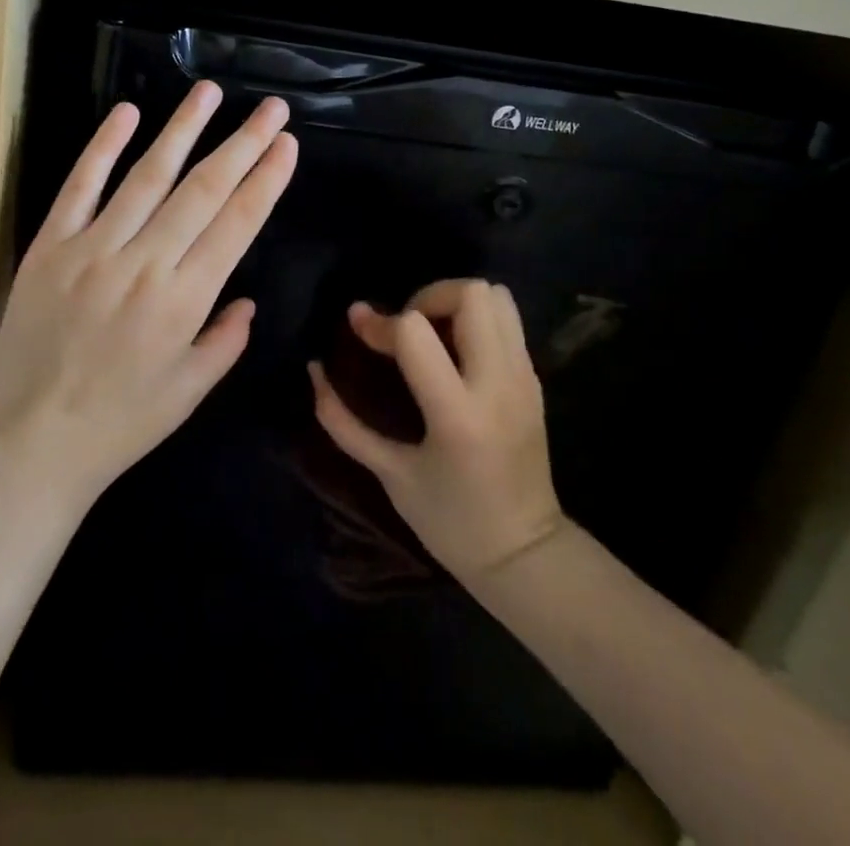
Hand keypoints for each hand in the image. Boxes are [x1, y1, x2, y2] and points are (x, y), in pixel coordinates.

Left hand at [0, 82, 297, 504]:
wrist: (29, 443)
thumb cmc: (119, 425)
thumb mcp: (189, 394)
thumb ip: (225, 341)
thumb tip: (246, 299)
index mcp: (184, 301)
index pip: (237, 224)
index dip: (266, 180)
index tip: (286, 144)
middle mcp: (144, 263)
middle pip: (203, 190)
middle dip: (243, 143)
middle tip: (271, 108)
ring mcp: (93, 249)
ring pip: (147, 176)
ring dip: (182, 129)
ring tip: (209, 92)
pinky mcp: (50, 246)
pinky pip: (80, 187)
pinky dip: (103, 147)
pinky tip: (127, 113)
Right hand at [310, 279, 569, 582]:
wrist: (526, 556)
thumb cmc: (451, 522)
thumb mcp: (390, 475)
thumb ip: (344, 421)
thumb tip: (315, 370)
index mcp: (458, 414)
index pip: (415, 332)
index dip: (379, 323)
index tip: (357, 324)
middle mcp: (497, 384)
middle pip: (469, 294)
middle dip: (426, 296)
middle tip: (404, 327)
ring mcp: (523, 378)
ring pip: (496, 296)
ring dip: (455, 301)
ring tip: (430, 332)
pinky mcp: (534, 379)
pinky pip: (507, 319)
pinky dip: (475, 317)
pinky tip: (453, 350)